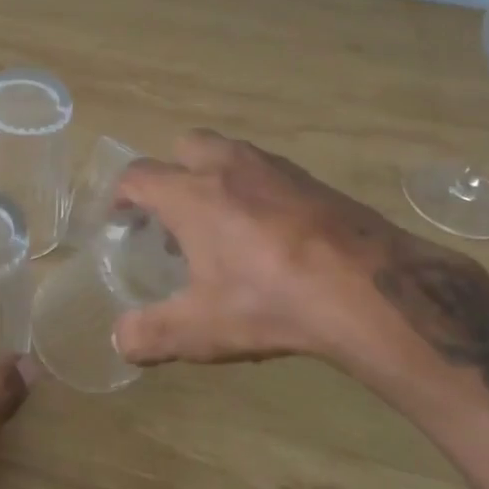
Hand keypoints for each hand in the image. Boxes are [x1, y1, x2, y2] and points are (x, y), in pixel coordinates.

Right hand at [111, 130, 477, 383]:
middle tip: (174, 216)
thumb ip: (150, 334)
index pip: (138, 176)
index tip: (119, 216)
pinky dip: (255, 190)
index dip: (121, 194)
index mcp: (191, 195)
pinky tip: (270, 235)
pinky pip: (269, 172)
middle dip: (171, 173)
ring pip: (230, 154)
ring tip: (221, 226)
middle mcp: (229, 168)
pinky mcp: (314, 181)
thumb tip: (119, 341)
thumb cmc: (270, 301)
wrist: (369, 290)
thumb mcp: (201, 329)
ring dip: (214, 178)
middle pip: (185, 146)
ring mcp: (276, 169)